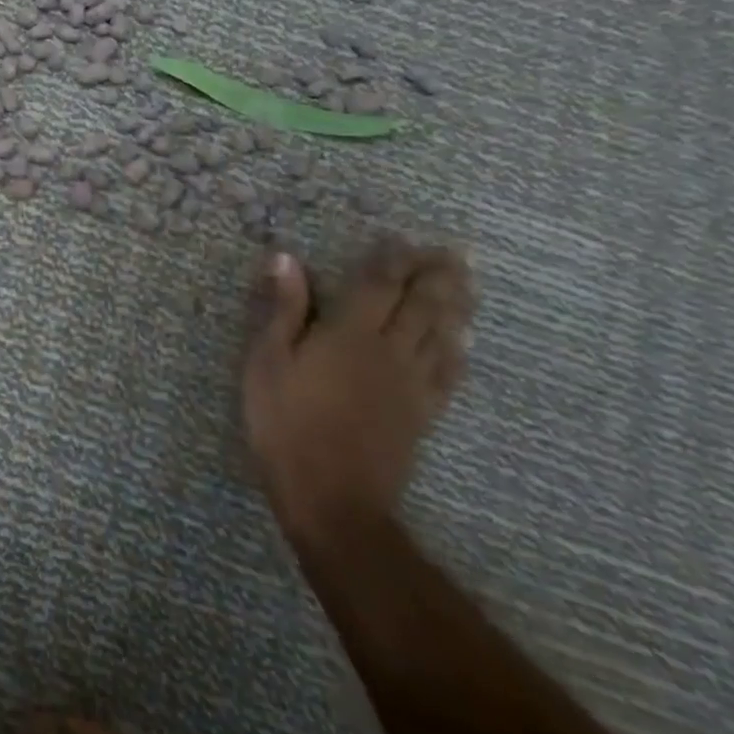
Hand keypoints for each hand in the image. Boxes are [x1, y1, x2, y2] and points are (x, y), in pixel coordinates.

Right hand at [241, 239, 472, 549]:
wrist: (331, 495)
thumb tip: (286, 258)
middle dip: (436, 275)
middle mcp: (389, 351)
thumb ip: (282, 309)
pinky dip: (457, 350)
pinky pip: (448, 372)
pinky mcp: (422, 413)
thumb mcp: (267, 361)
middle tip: (453, 251)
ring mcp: (411, 384)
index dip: (391, 259)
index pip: (377, 285)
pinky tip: (461, 342)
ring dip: (455, 305)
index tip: (401, 238)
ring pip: (441, 334)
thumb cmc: (285, 422)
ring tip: (466, 282)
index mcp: (349, 334)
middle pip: (421, 305)